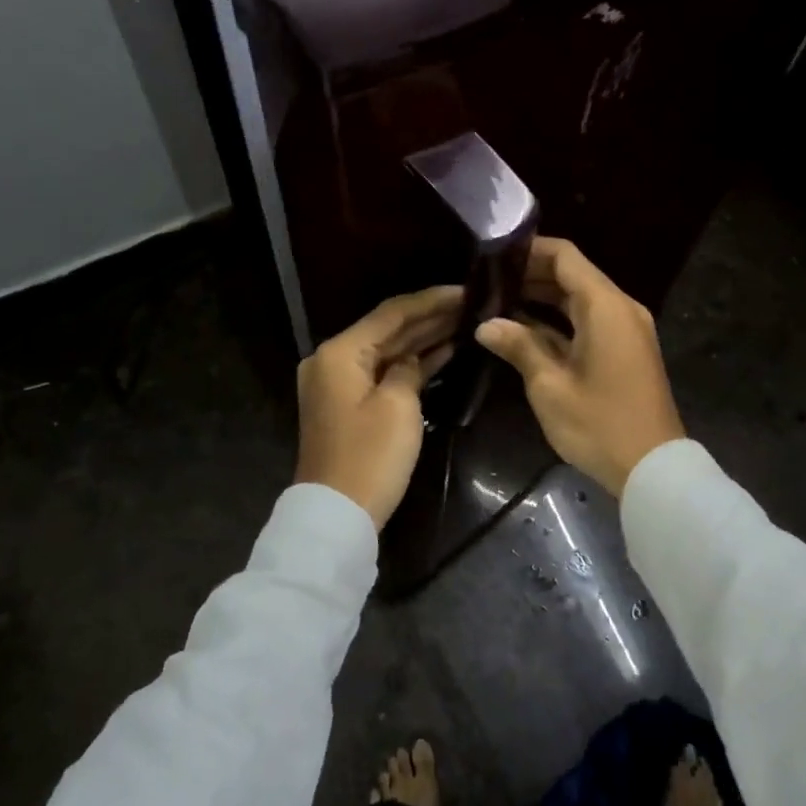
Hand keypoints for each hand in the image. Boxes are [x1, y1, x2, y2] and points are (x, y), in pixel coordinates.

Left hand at [295, 286, 461, 528]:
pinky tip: (445, 353)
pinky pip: (383, 374)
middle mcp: (334, 360)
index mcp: (340, 352)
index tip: (466, 290)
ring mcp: (339, 384)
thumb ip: (409, 369)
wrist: (337, 515)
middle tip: (472, 304)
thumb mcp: (398, 407)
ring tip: (465, 322)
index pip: (392, 313)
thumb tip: (413, 361)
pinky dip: (410, 365)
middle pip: (388, 329)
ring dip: (423, 339)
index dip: (431, 301)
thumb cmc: (369, 457)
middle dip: (430, 317)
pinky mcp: (349, 405)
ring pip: (388, 351)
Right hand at [474, 237, 684, 496]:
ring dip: (543, 298)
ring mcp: (625, 330)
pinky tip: (524, 330)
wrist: (652, 469)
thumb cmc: (599, 424)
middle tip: (487, 281)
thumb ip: (519, 346)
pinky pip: (589, 321)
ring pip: (579, 299)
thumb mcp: (550, 385)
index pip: (565, 256)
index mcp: (605, 306)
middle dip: (530, 275)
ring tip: (497, 302)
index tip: (493, 254)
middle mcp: (620, 308)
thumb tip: (486, 324)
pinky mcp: (624, 351)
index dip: (529, 250)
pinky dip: (559, 321)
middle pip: (572, 275)